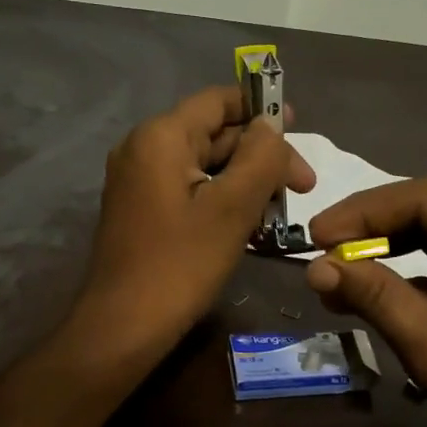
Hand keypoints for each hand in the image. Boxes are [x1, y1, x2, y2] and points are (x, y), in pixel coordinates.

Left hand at [73, 86, 314, 359]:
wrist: (124, 326)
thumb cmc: (181, 264)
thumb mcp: (232, 207)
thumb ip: (260, 157)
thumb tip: (271, 126)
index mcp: (162, 137)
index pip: (218, 100)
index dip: (262, 110)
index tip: (300, 130)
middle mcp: (144, 148)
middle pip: (214, 134)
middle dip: (260, 157)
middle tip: (303, 188)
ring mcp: (139, 180)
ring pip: (205, 165)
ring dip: (245, 182)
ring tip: (280, 212)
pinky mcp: (141, 209)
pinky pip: (189, 189)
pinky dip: (221, 199)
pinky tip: (251, 226)